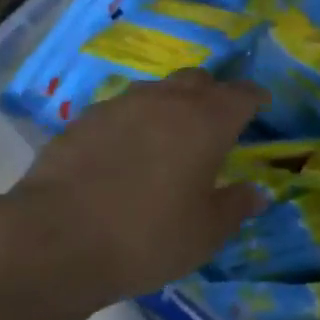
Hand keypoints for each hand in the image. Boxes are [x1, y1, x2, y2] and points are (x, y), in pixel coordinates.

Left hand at [8, 70, 268, 306]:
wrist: (57, 240)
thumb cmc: (149, 237)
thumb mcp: (206, 233)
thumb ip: (236, 207)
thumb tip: (257, 193)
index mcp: (207, 121)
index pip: (241, 94)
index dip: (255, 97)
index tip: (262, 104)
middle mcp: (166, 101)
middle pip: (198, 80)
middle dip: (214, 94)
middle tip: (218, 120)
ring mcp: (120, 106)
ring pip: (157, 91)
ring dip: (172, 105)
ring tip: (172, 135)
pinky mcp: (82, 121)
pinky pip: (121, 111)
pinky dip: (135, 122)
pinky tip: (128, 151)